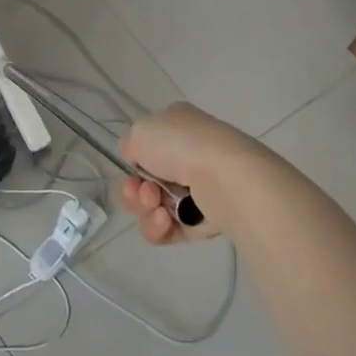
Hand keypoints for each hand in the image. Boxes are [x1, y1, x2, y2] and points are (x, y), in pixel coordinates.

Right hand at [117, 102, 279, 244]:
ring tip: (156, 205)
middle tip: (142, 191)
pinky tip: (166, 220)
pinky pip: (170, 229)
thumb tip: (137, 157)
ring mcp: (198, 188)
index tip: (131, 167)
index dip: (134, 160)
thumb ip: (131, 144)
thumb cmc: (180, 145)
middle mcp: (189, 155)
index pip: (148, 146)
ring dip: (145, 209)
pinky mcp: (205, 219)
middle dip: (135, 191)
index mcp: (177, 126)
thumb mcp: (140, 131)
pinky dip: (160, 227)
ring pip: (155, 207)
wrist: (224, 177)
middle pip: (146, 181)